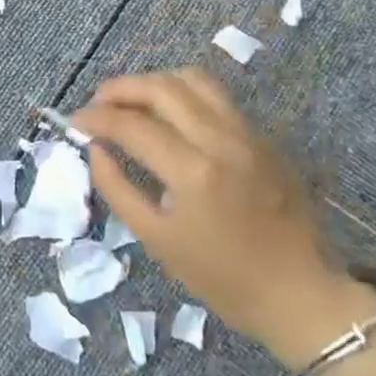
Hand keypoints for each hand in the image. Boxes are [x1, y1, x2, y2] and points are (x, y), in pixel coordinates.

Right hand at [73, 67, 358, 360]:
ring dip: (155, 83)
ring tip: (133, 101)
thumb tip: (95, 149)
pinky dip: (184, 94)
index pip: (132, 125)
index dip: (96, 118)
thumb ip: (118, 188)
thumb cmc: (223, 278)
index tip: (75, 122)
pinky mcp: (264, 138)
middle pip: (162, 88)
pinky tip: (169, 115)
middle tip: (97, 104)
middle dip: (121, 88)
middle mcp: (222, 141)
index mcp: (194, 172)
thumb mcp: (157, 240)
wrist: (301, 295)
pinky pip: (218, 98)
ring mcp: (249, 134)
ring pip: (194, 80)